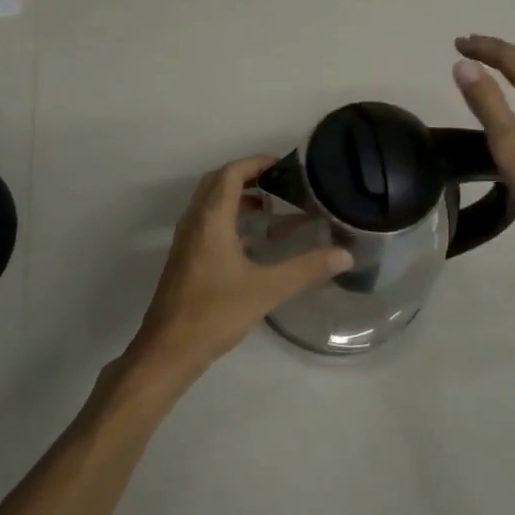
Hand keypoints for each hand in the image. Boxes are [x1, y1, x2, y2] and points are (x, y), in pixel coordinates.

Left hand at [126, 155, 352, 386]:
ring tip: (272, 208)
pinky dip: (230, 218)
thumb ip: (306, 269)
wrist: (168, 351)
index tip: (286, 166)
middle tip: (281, 184)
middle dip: (248, 176)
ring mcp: (187, 239)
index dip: (257, 163)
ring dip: (238, 197)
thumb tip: (345, 254)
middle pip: (218, 181)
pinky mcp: (186, 257)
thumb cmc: (214, 312)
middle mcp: (195, 221)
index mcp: (210, 218)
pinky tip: (254, 241)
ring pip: (211, 202)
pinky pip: (208, 221)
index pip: (231, 173)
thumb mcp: (266, 289)